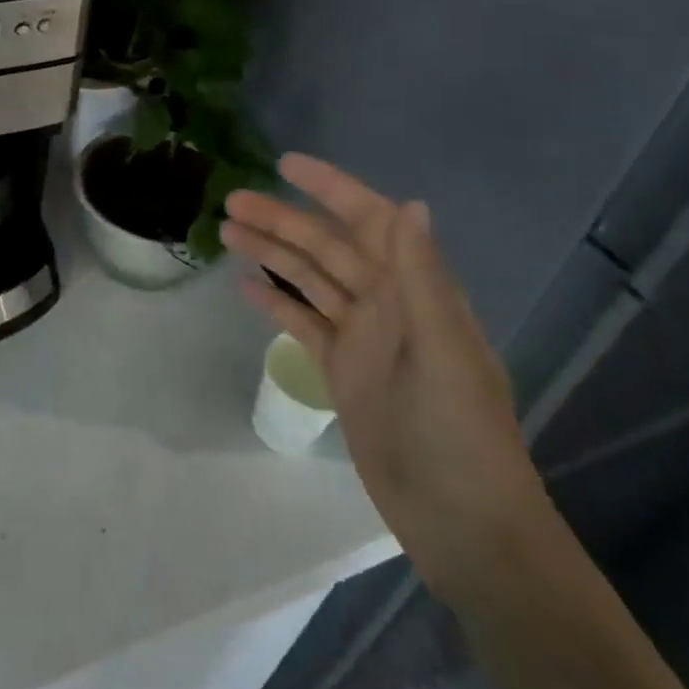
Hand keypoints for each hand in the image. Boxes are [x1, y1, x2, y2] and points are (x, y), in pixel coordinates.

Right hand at [221, 154, 551, 602]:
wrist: (462, 523)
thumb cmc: (459, 432)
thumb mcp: (443, 350)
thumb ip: (421, 276)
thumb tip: (410, 203)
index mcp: (415, 290)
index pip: (370, 222)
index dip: (331, 189)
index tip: (286, 165)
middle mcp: (387, 303)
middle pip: (327, 247)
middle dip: (282, 220)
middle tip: (231, 201)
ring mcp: (362, 337)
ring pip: (309, 280)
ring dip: (271, 253)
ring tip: (226, 230)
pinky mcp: (342, 370)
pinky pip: (303, 323)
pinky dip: (275, 301)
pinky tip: (242, 285)